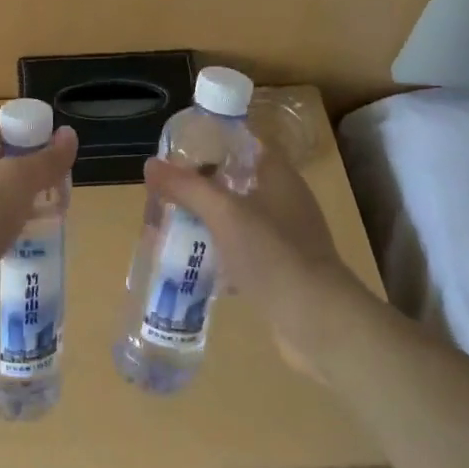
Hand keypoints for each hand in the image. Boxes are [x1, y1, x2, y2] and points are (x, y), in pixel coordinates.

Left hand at [0, 109, 76, 339]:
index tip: (50, 141)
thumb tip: (68, 136)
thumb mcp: (18, 181)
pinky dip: (3, 223)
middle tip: (53, 177)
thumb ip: (46, 159)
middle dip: (24, 162)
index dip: (22, 122)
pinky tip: (22, 237)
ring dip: (15, 195)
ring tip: (45, 208)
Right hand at [143, 149, 366, 374]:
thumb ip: (187, 187)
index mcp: (278, 176)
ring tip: (171, 228)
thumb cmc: (273, 254)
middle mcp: (284, 201)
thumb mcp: (224, 213)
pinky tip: (194, 265)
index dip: (210, 145)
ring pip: (236, 220)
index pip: (242, 145)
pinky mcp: (281, 270)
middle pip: (234, 183)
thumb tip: (150, 165)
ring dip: (206, 223)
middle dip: (199, 189)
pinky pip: (242, 252)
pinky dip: (219, 255)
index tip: (176, 155)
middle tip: (165, 196)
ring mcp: (285, 238)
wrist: (318, 322)